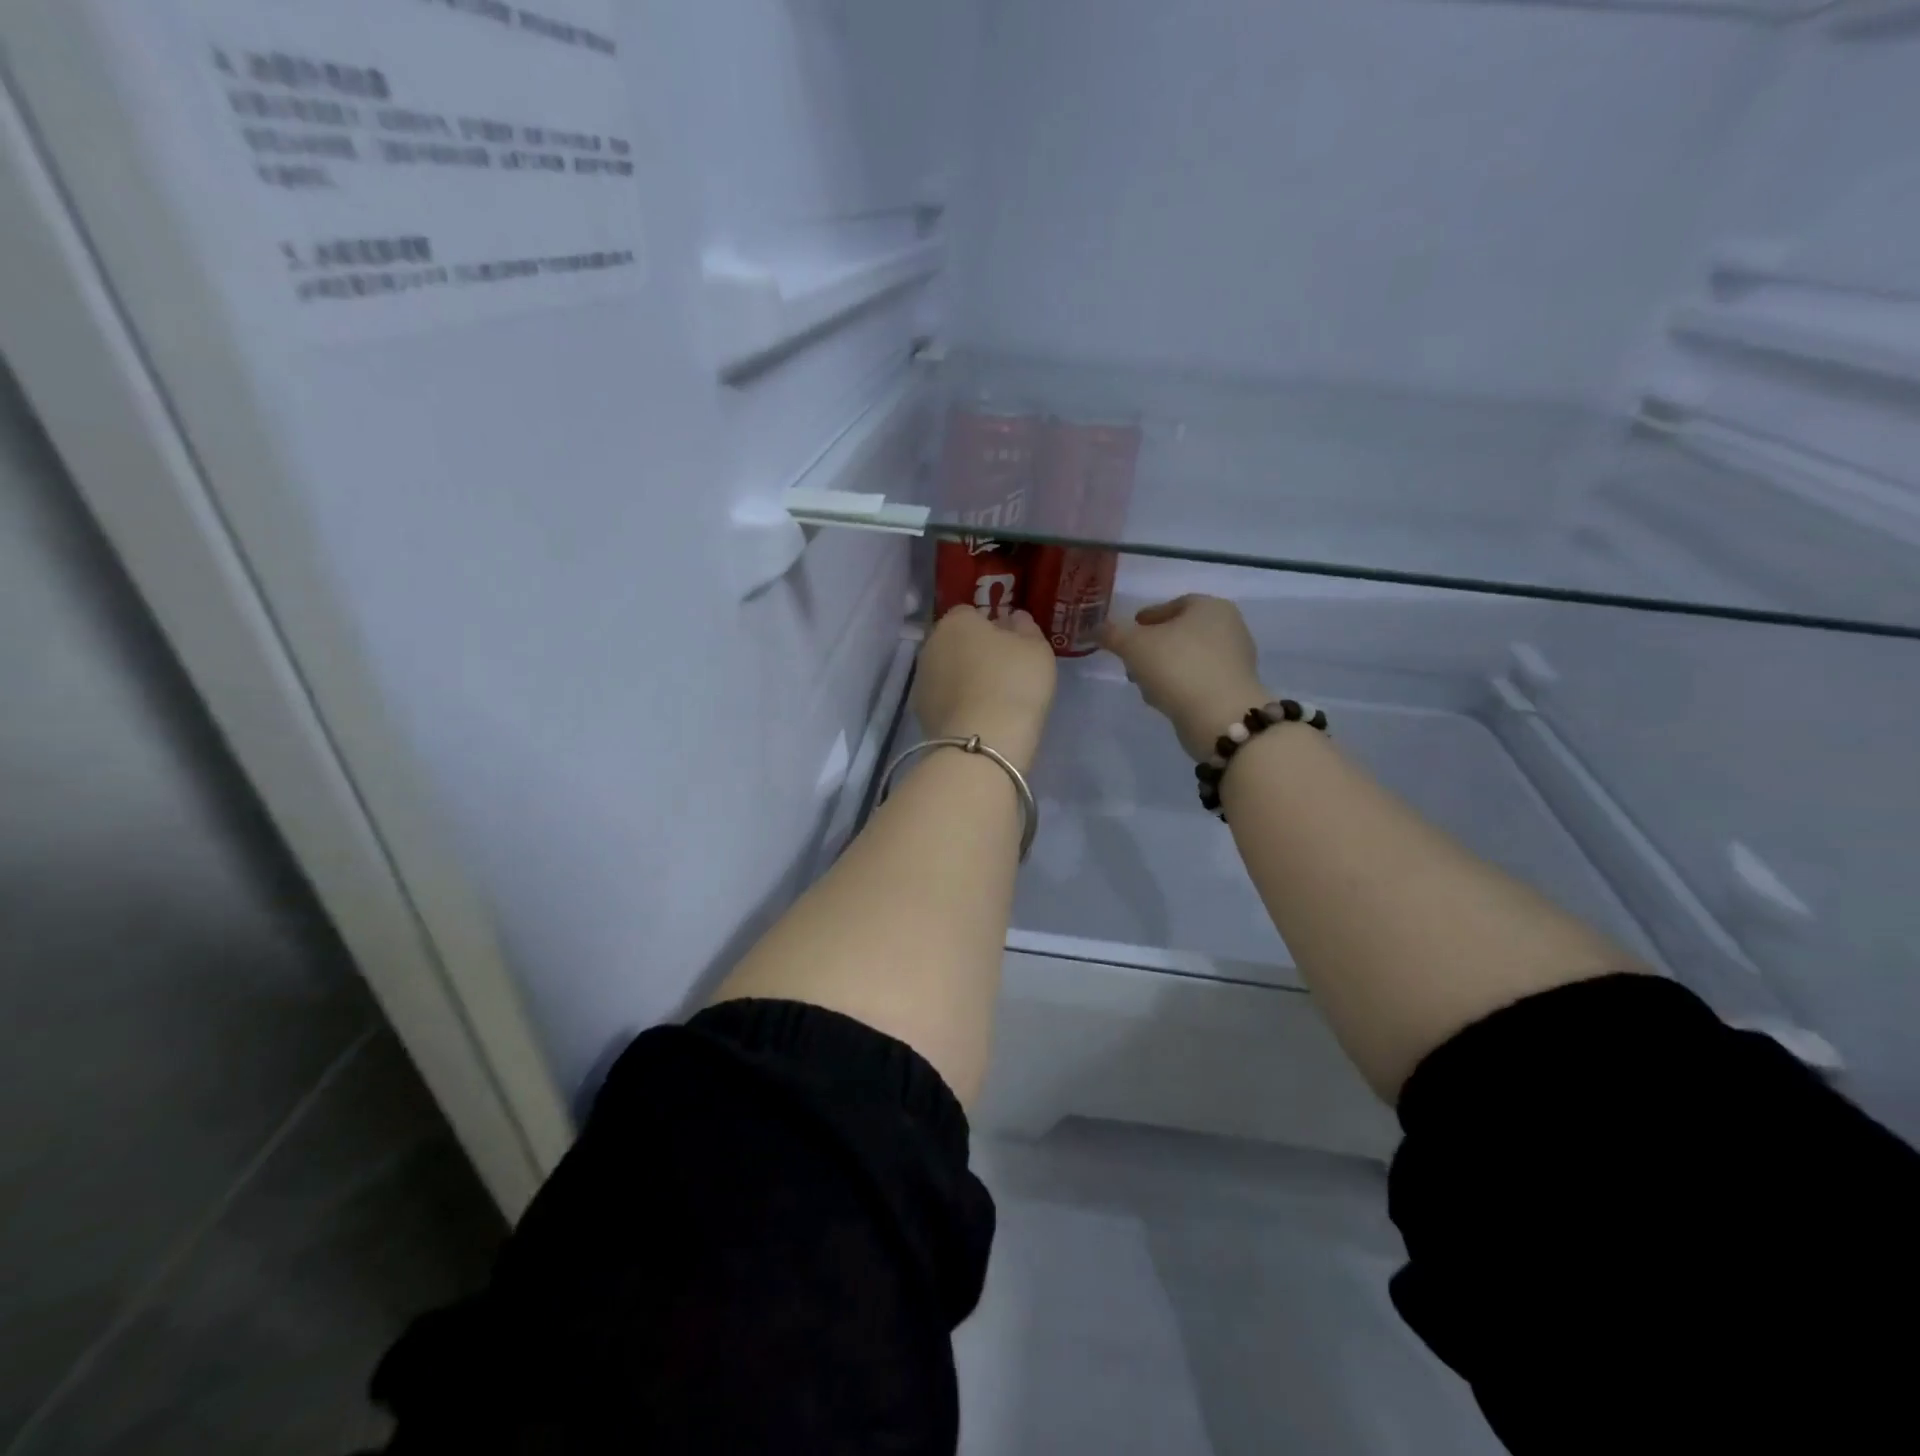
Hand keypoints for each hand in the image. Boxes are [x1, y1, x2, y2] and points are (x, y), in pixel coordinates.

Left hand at [914, 605, 1057, 772]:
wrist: (983, 742)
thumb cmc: (1014, 684)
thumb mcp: (1036, 649)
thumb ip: (1025, 628)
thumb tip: (1013, 619)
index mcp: (956, 622)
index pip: (971, 613)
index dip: (991, 626)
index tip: (1010, 645)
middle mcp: (930, 645)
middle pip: (954, 642)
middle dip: (973, 652)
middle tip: (1002, 672)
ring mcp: (921, 680)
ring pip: (946, 671)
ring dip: (962, 679)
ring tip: (990, 700)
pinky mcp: (920, 712)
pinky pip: (943, 699)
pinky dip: (956, 704)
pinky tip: (977, 719)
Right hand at [1101, 595, 1266, 760]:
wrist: (1220, 716)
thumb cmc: (1177, 667)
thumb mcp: (1134, 646)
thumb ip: (1111, 634)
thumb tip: (1093, 629)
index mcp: (1210, 607)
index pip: (1173, 604)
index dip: (1147, 617)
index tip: (1129, 631)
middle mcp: (1229, 627)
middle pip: (1181, 632)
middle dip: (1154, 646)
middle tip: (1131, 660)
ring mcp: (1235, 660)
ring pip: (1189, 657)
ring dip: (1164, 668)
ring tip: (1143, 684)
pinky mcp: (1234, 688)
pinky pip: (1199, 679)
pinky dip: (1180, 685)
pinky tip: (1163, 698)